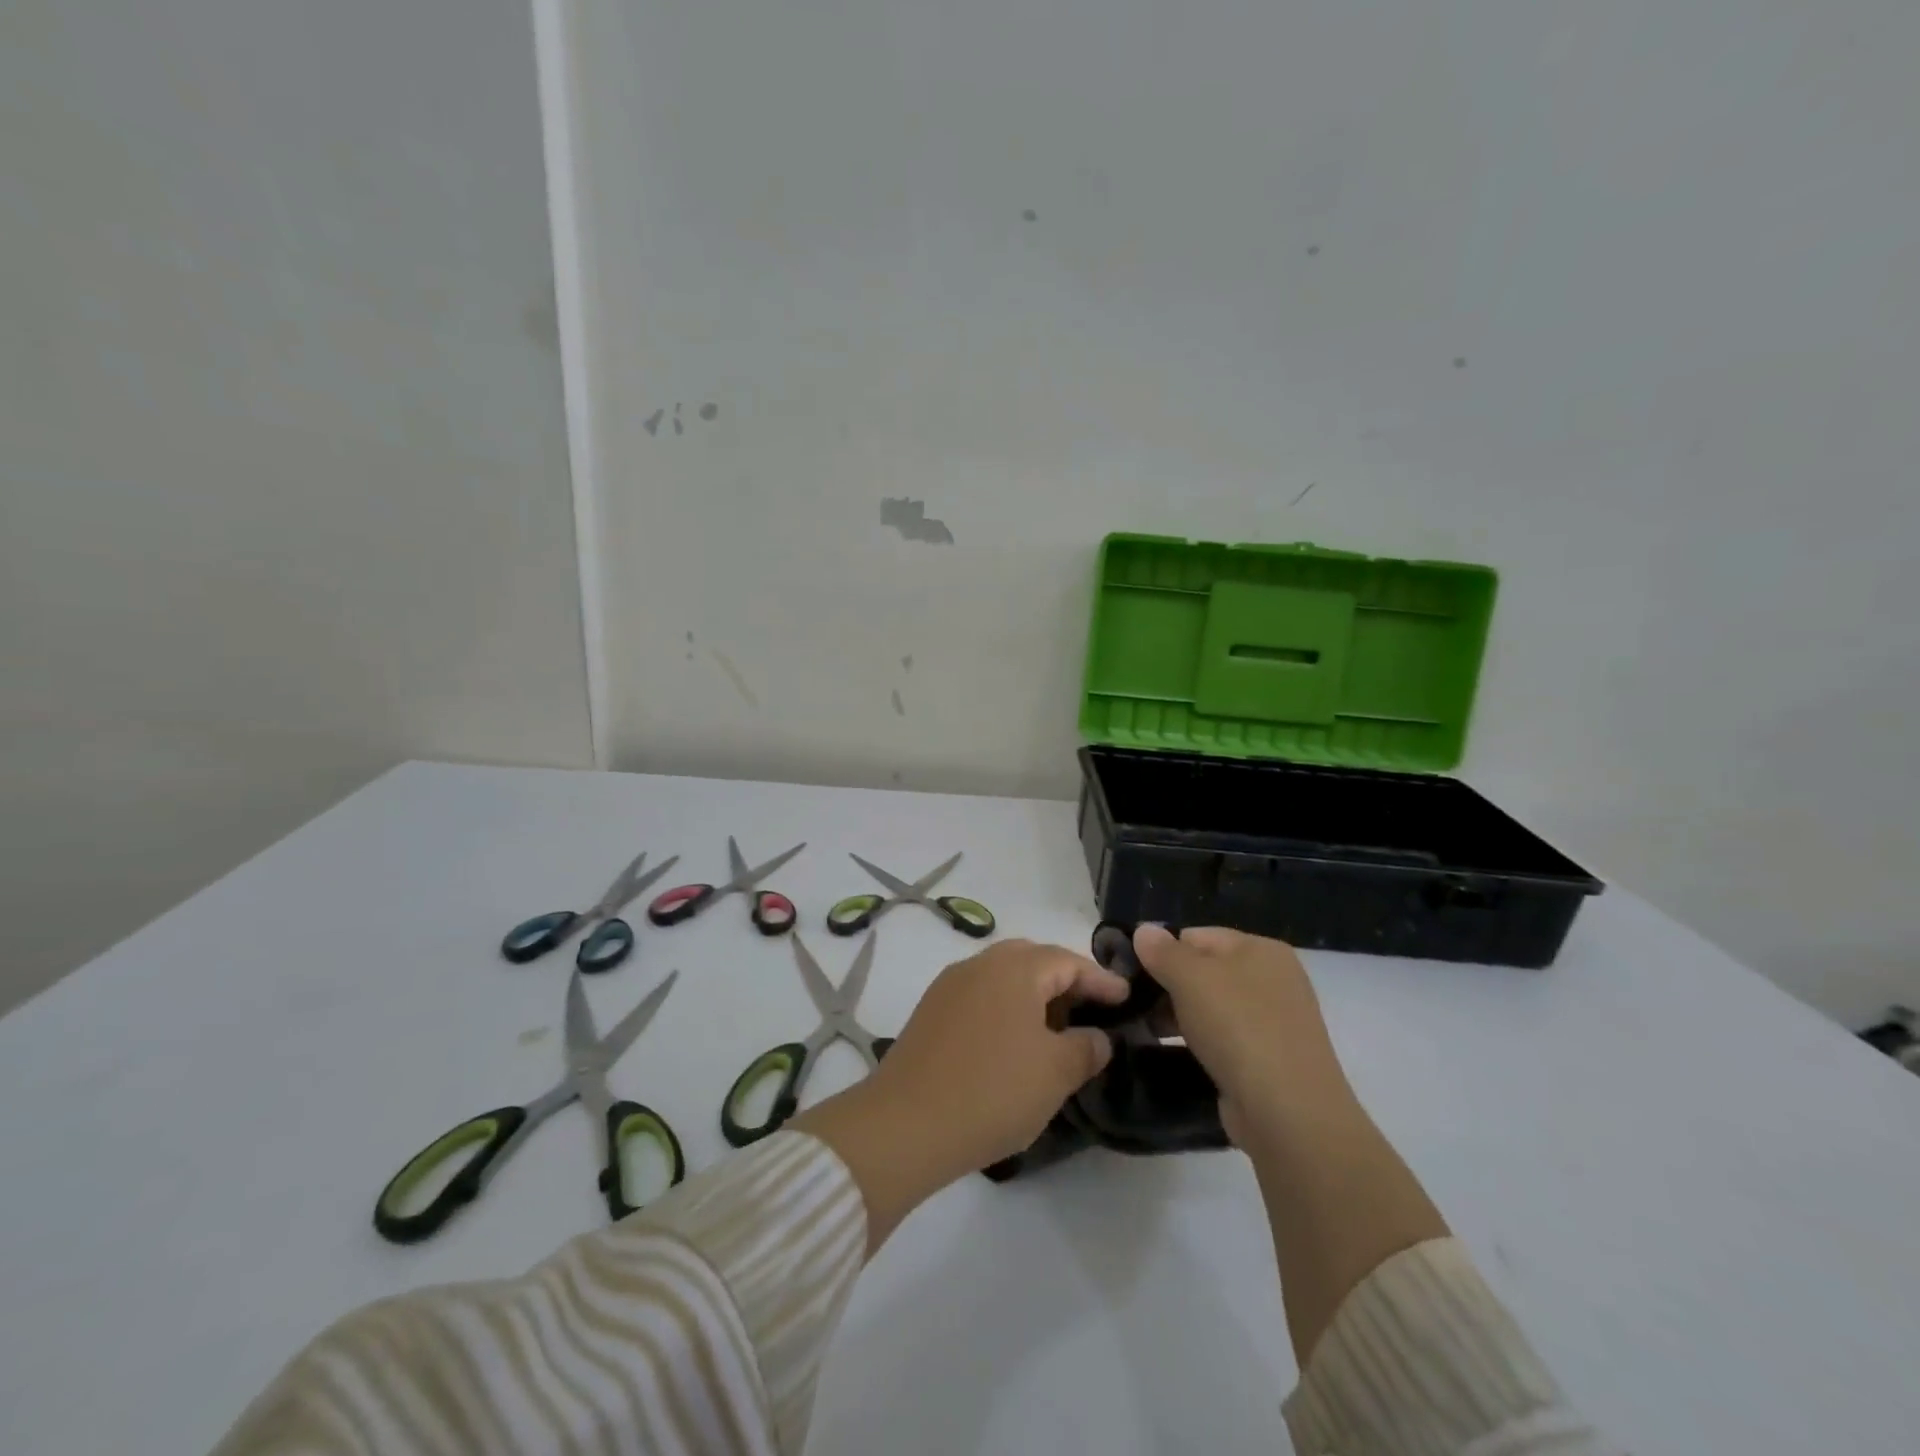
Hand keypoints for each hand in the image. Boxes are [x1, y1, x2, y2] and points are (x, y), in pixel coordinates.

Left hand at [873, 938, 1130, 1175]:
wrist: (905, 1123)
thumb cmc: (992, 1090)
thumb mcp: (1055, 1073)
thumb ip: (1086, 1048)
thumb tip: (1097, 1037)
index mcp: (1014, 968)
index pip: (1067, 960)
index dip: (1100, 979)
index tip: (1126, 997)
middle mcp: (980, 964)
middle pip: (1033, 959)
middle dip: (1065, 980)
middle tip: (1090, 1010)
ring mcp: (950, 986)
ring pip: (1003, 977)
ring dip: (1033, 995)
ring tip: (1055, 1030)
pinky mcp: (931, 1011)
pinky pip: (980, 996)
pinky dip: (1005, 1009)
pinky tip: (1013, 1043)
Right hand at [1132, 925, 1348, 1144]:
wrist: (1287, 1113)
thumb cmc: (1238, 1028)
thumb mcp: (1190, 978)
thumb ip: (1163, 951)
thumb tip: (1143, 931)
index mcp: (1261, 949)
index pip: (1197, 936)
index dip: (1163, 952)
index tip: (1133, 976)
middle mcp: (1273, 979)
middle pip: (1205, 970)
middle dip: (1169, 986)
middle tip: (1136, 1006)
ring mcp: (1274, 1022)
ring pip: (1212, 1006)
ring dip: (1180, 1015)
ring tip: (1149, 1030)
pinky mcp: (1269, 1059)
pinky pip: (1224, 1038)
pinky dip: (1200, 1042)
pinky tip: (1178, 1053)